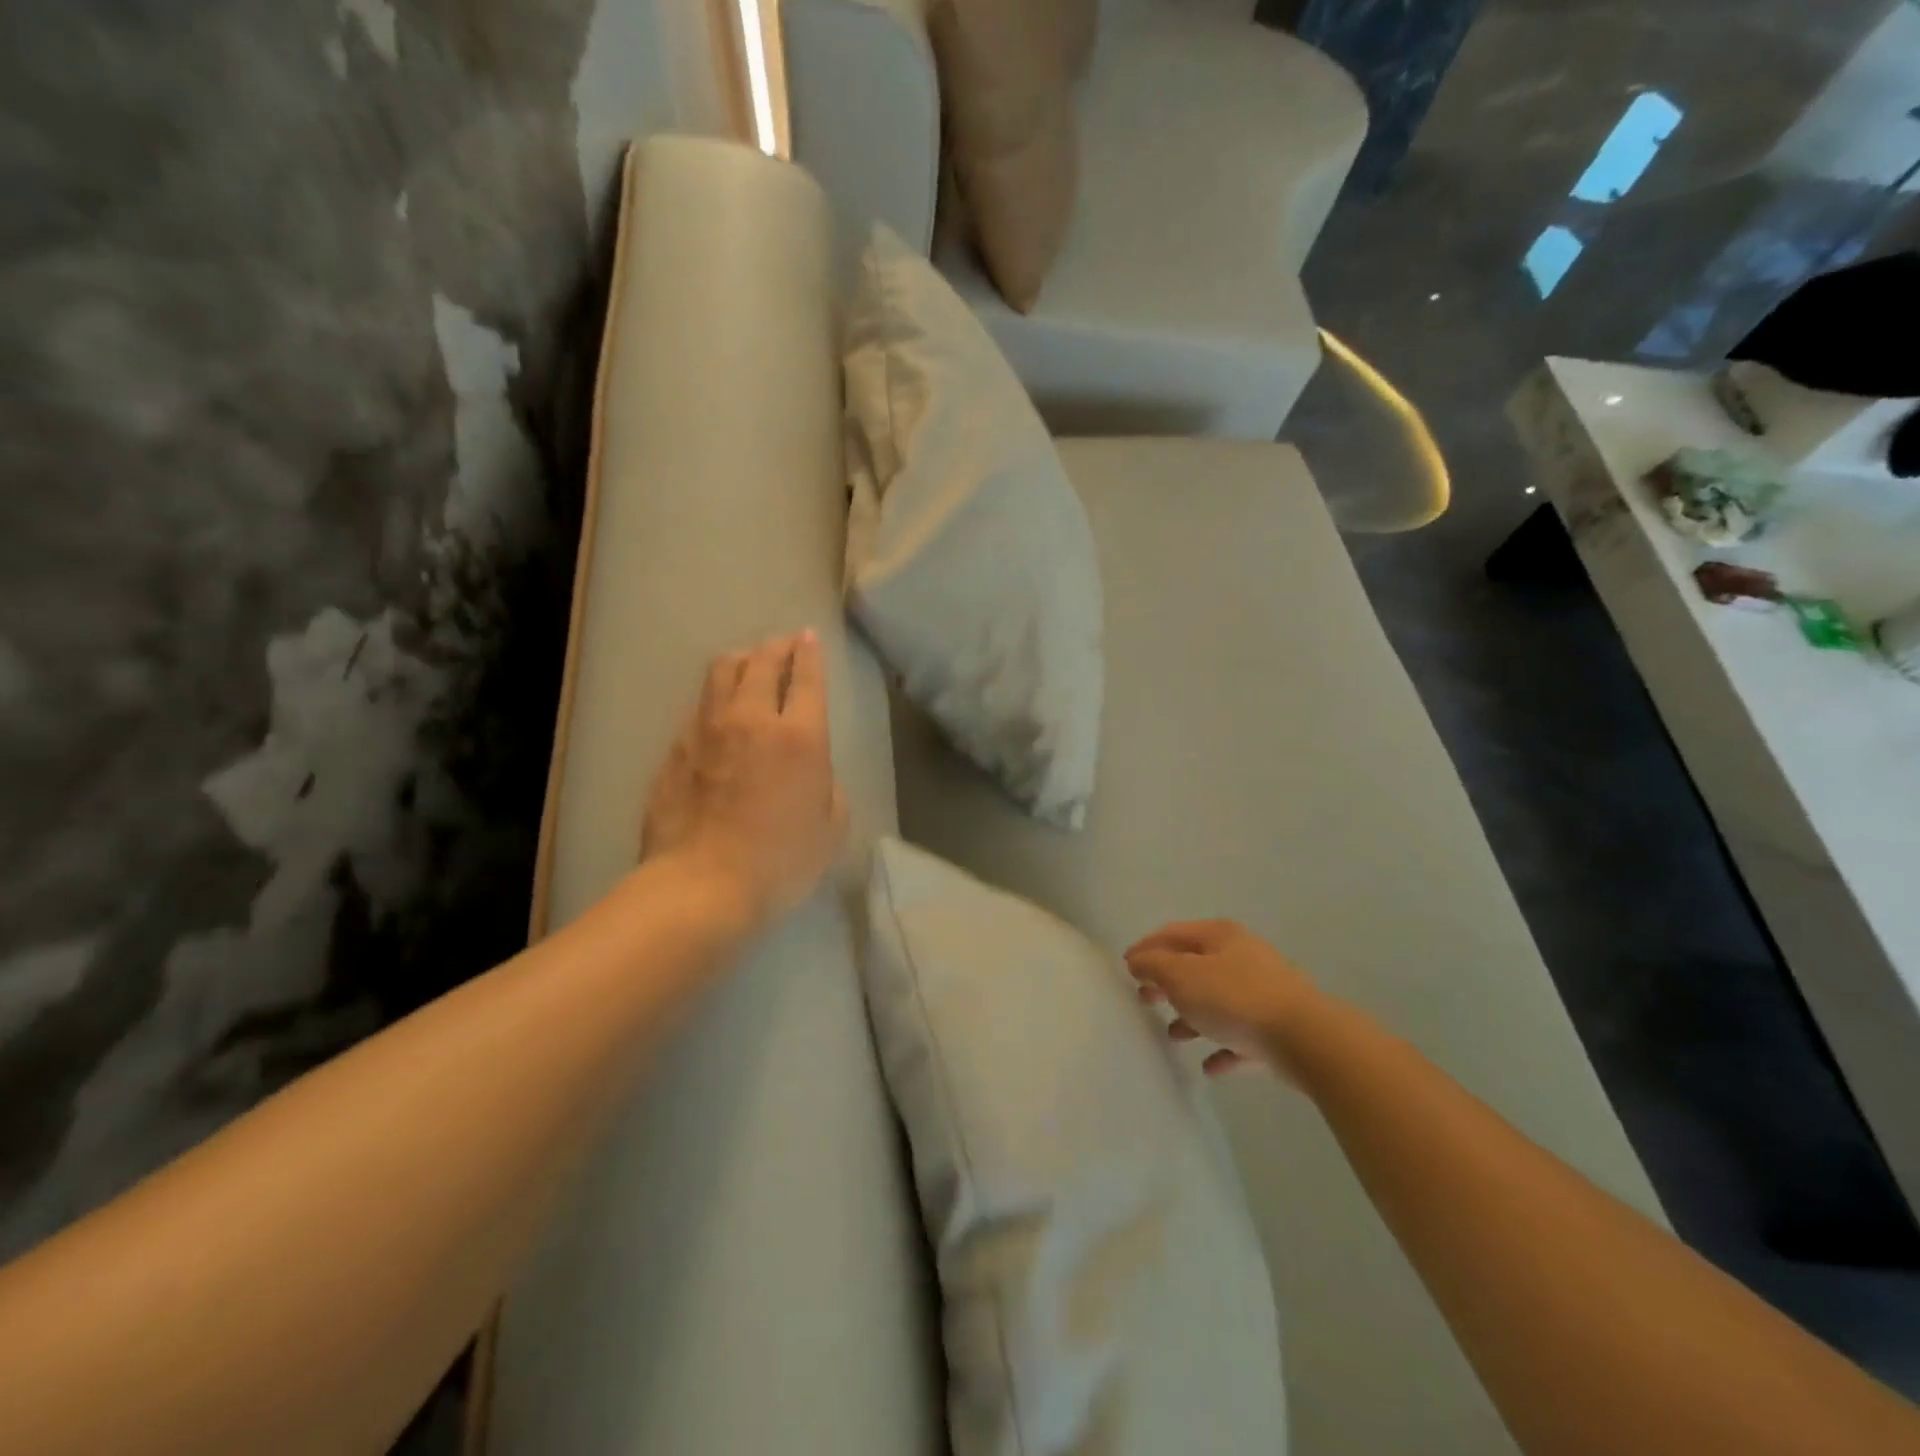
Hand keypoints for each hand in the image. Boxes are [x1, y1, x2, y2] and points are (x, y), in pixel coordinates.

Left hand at [642, 631, 848, 930]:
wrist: (702, 886)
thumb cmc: (780, 862)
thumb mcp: (830, 827)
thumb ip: (827, 787)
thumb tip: (811, 772)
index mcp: (798, 736)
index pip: (806, 678)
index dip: (809, 653)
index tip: (808, 638)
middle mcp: (750, 720)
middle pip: (760, 662)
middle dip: (775, 647)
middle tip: (782, 644)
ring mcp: (705, 731)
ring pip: (720, 674)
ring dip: (740, 661)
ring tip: (747, 663)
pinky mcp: (674, 750)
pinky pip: (698, 710)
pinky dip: (714, 701)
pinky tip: (716, 714)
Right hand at [1125, 920, 1321, 1079]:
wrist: (1305, 1038)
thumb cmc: (1234, 998)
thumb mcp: (1181, 976)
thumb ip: (1154, 966)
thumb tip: (1138, 961)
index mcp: (1219, 936)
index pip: (1172, 934)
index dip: (1145, 948)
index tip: (1125, 967)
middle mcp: (1243, 956)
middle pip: (1195, 966)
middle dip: (1167, 982)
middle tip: (1144, 999)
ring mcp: (1263, 992)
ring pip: (1217, 1001)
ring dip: (1193, 1016)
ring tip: (1174, 1036)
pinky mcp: (1277, 1028)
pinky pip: (1240, 1036)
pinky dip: (1222, 1047)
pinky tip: (1210, 1067)